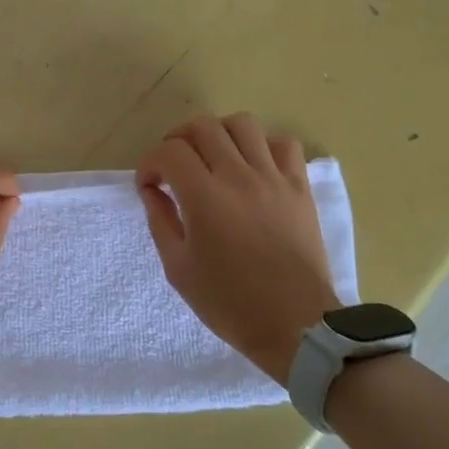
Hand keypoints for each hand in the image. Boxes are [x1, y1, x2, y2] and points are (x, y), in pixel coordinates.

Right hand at [137, 113, 337, 382]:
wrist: (295, 325)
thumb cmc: (230, 303)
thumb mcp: (179, 269)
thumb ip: (160, 221)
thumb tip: (152, 189)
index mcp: (204, 198)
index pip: (170, 152)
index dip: (151, 163)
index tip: (149, 185)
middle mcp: (238, 176)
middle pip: (203, 127)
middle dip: (179, 140)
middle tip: (175, 167)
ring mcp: (274, 178)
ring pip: (243, 124)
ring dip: (220, 134)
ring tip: (214, 158)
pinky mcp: (300, 187)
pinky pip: (283, 144)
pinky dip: (263, 146)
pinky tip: (253, 168)